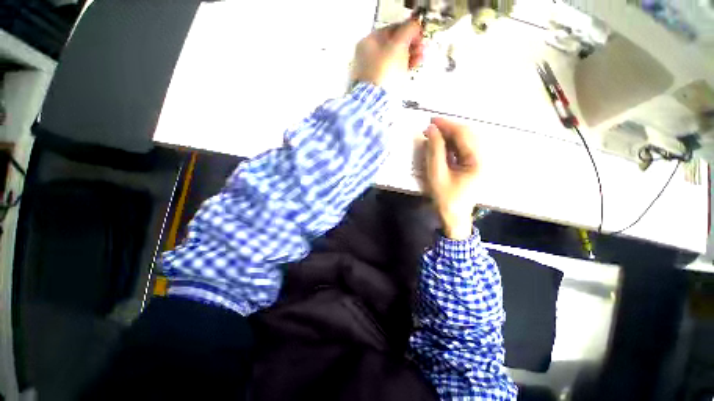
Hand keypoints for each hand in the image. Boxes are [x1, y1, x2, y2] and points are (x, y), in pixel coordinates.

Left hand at [352, 19, 423, 89]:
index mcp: (368, 42)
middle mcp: (368, 56)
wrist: (376, 101)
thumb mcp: (398, 46)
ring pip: (395, 59)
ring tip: (422, 57)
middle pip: (393, 45)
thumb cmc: (385, 70)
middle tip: (423, 47)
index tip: (420, 34)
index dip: (407, 29)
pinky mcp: (379, 84)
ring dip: (410, 56)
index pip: (391, 30)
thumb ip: (408, 31)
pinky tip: (415, 65)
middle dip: (411, 45)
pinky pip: (393, 72)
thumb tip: (414, 24)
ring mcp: (373, 71)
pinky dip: (404, 68)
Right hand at [424, 118, 479, 239]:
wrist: (454, 217)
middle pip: (468, 135)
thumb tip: (431, 130)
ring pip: (466, 140)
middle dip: (448, 129)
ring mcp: (481, 161)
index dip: (447, 125)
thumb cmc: (445, 198)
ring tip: (433, 136)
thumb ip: (435, 151)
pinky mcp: (475, 165)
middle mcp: (484, 158)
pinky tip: (441, 145)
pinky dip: (452, 144)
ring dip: (450, 136)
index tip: (430, 121)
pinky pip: (464, 148)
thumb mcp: (436, 174)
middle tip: (429, 129)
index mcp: (478, 161)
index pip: (464, 134)